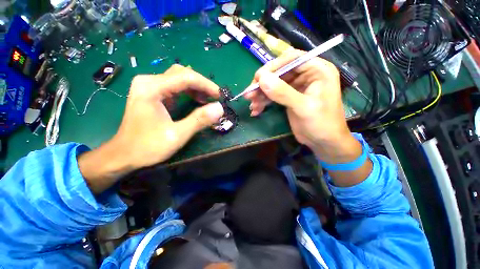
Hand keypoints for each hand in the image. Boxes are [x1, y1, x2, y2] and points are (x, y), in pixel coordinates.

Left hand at [79, 65, 223, 192]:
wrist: (124, 155)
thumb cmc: (147, 147)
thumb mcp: (177, 135)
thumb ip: (199, 120)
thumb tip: (220, 108)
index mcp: (152, 88)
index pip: (186, 77)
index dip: (207, 85)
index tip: (220, 96)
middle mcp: (149, 82)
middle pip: (182, 74)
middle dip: (202, 85)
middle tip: (215, 98)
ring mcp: (150, 87)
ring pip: (179, 78)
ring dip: (196, 88)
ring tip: (209, 99)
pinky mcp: (153, 93)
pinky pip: (175, 86)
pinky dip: (189, 92)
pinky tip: (197, 100)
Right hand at [246, 50, 371, 185]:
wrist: (323, 142)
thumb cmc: (321, 124)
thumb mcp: (303, 108)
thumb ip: (283, 93)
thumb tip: (262, 79)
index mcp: (317, 70)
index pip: (292, 59)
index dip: (273, 67)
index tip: (258, 78)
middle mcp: (306, 75)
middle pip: (279, 72)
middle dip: (263, 84)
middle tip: (249, 94)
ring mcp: (296, 87)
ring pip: (274, 85)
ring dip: (261, 95)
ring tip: (252, 105)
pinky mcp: (289, 98)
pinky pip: (273, 95)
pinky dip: (264, 102)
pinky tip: (256, 110)